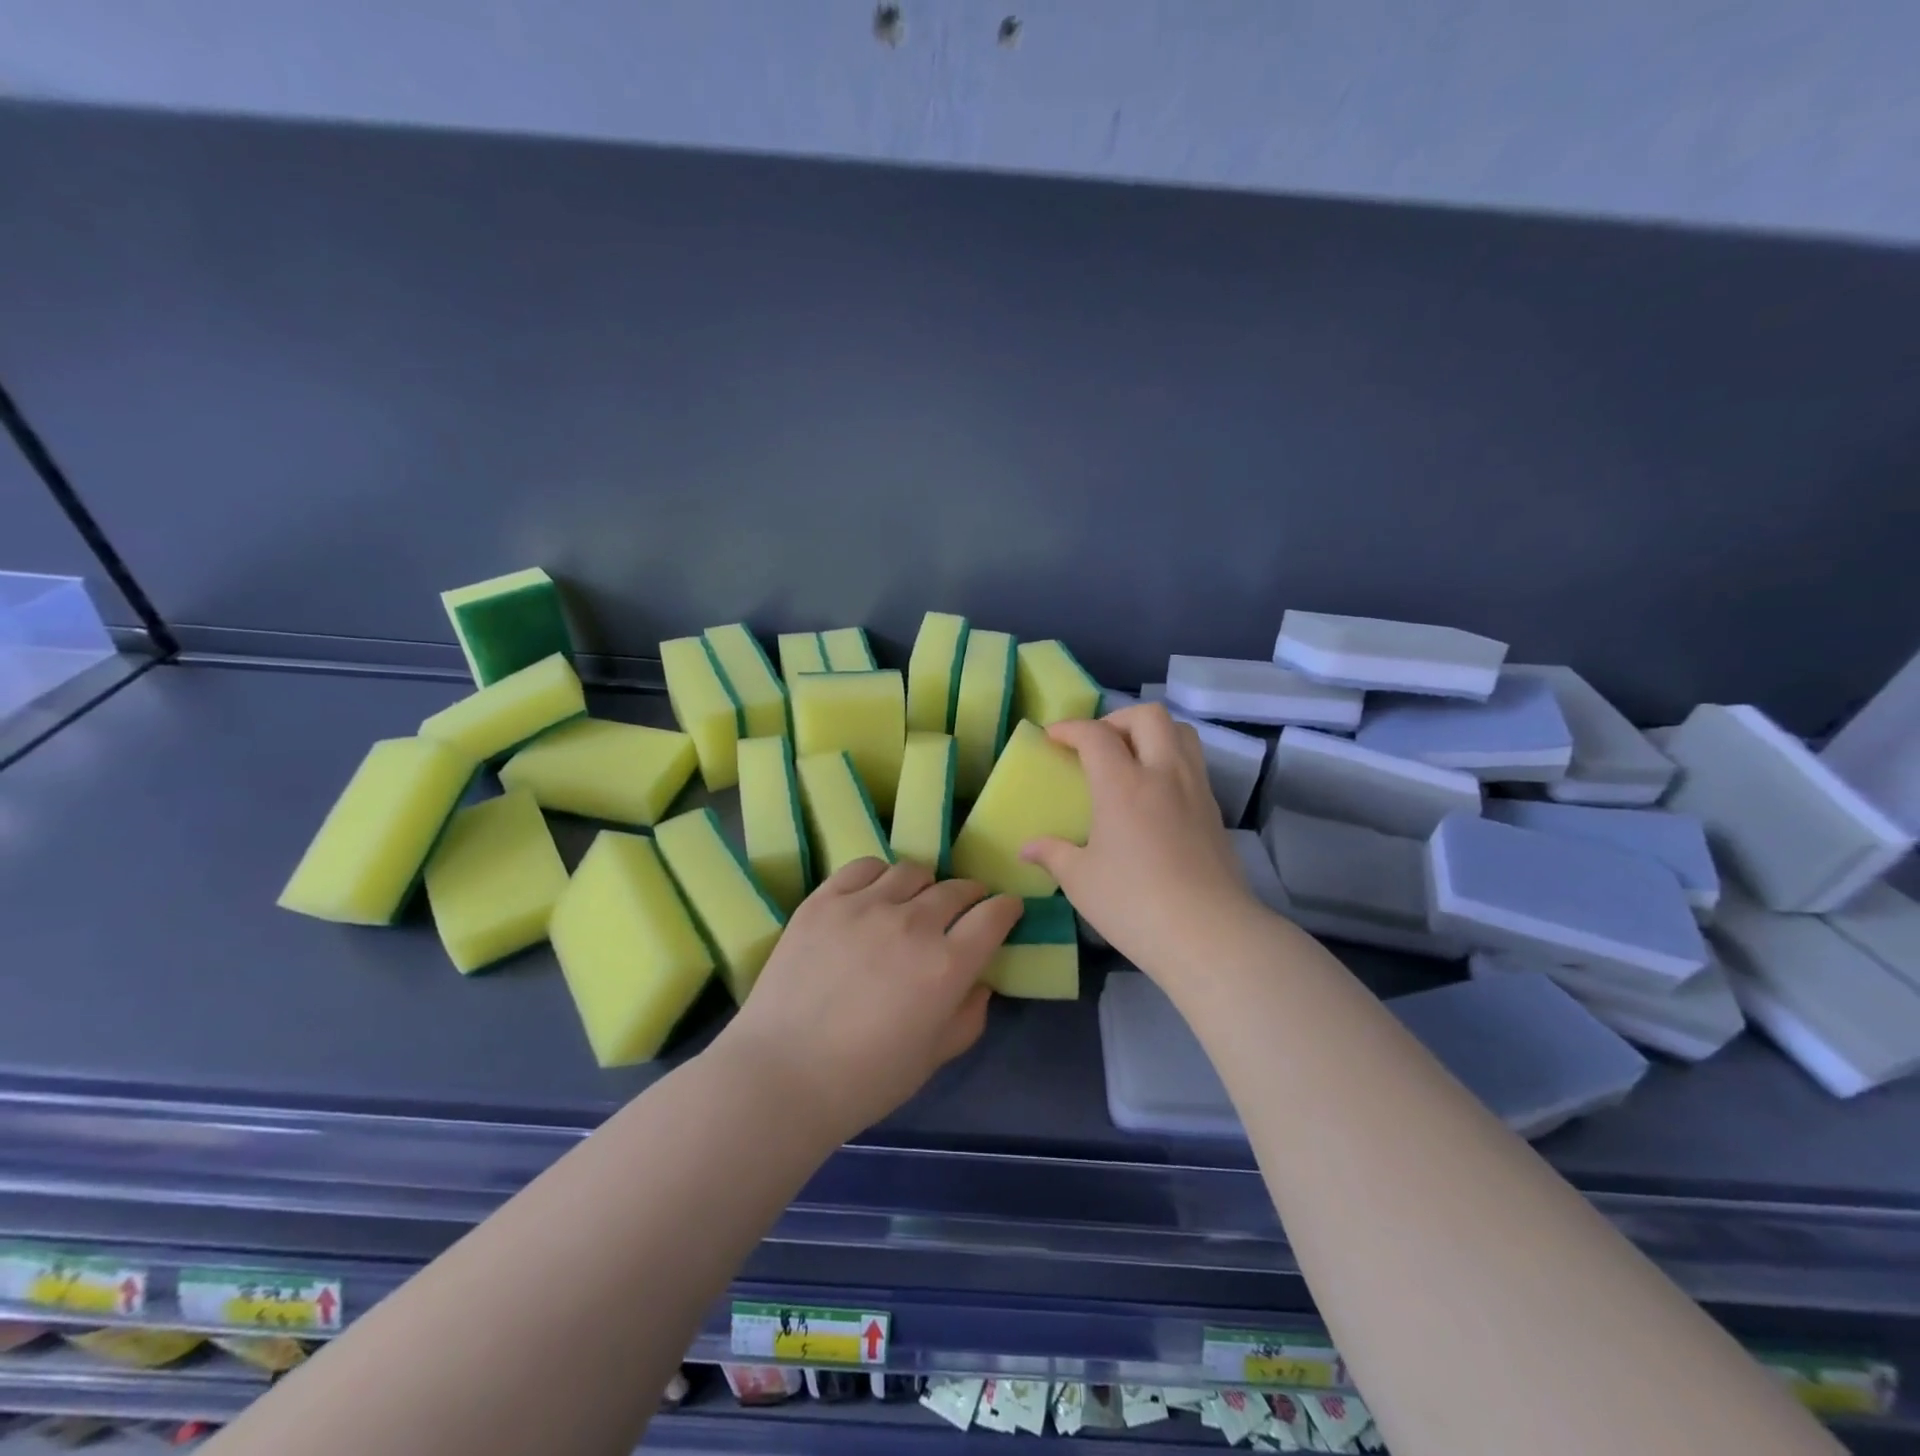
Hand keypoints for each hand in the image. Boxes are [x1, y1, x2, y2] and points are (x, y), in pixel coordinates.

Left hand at [713, 859, 1022, 1144]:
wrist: (780, 1076)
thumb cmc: (864, 1081)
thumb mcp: (934, 1058)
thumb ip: (969, 1016)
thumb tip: (980, 983)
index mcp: (947, 965)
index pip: (993, 916)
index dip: (1006, 909)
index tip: (1005, 911)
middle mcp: (913, 924)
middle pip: (956, 888)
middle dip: (970, 896)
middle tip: (964, 908)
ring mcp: (865, 906)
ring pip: (912, 871)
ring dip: (925, 885)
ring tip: (915, 901)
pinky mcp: (824, 900)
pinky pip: (864, 867)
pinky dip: (880, 875)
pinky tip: (876, 893)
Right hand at [1022, 705, 1264, 981]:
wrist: (1209, 934)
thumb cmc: (1134, 904)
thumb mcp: (1081, 881)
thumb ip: (1053, 854)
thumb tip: (1027, 847)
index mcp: (1123, 784)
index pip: (1096, 735)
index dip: (1070, 728)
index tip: (1052, 736)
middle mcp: (1163, 774)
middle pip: (1148, 716)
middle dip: (1117, 718)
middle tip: (1098, 744)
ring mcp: (1196, 790)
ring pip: (1181, 732)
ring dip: (1152, 733)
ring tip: (1131, 758)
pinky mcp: (1215, 811)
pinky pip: (1194, 763)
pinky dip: (1171, 760)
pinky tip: (1156, 794)